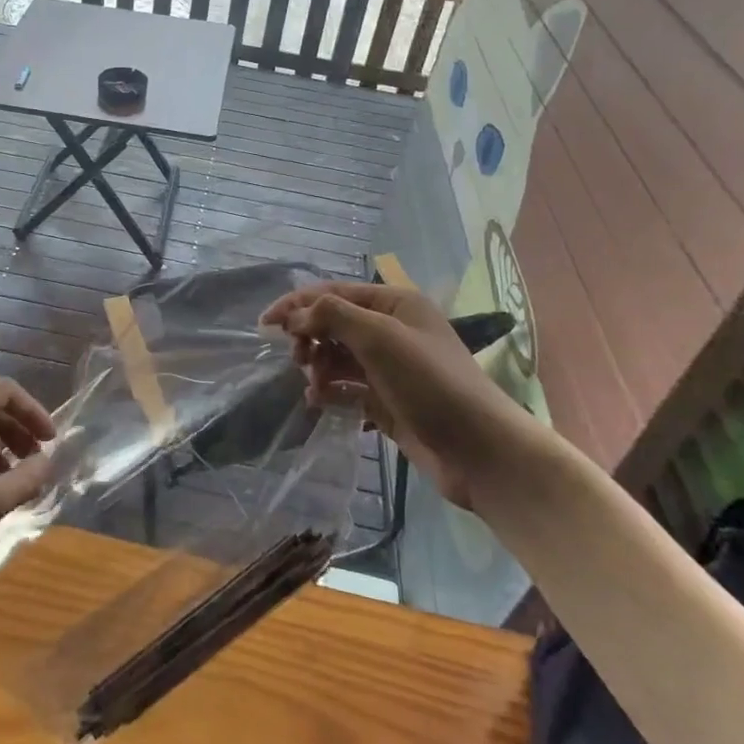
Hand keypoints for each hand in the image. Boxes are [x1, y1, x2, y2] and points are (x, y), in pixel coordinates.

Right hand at [261, 282, 532, 509]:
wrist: (479, 450)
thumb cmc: (430, 382)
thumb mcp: (380, 337)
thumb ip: (333, 316)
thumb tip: (296, 315)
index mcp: (395, 304)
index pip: (334, 292)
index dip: (298, 304)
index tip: (264, 324)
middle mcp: (391, 330)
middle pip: (334, 323)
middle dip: (310, 337)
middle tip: (296, 358)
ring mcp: (389, 368)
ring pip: (338, 357)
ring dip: (319, 366)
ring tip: (313, 385)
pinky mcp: (387, 402)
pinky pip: (348, 388)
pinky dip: (330, 392)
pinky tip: (318, 402)